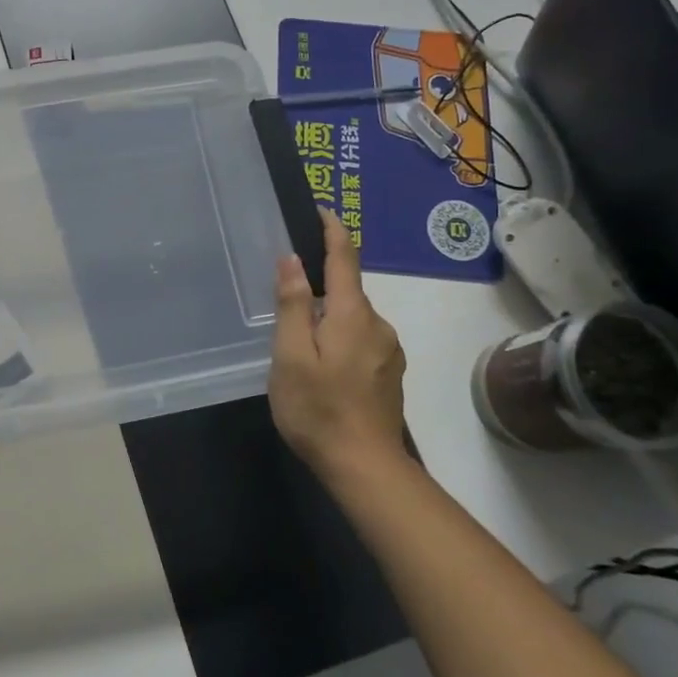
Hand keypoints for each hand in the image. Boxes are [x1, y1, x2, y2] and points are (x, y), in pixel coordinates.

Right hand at [269, 211, 409, 477]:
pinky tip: (323, 364)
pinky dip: (341, 336)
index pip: (345, 257)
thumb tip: (293, 260)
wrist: (365, 467)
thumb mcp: (291, 356)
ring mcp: (389, 350)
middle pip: (348, 290)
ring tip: (300, 340)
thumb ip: (293, 305)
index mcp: (352, 314)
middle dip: (321, 283)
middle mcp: (377, 324)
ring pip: (354, 317)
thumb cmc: (318, 410)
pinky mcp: (390, 372)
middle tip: (287, 295)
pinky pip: (362, 338)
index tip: (321, 209)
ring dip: (330, 315)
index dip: (332, 230)